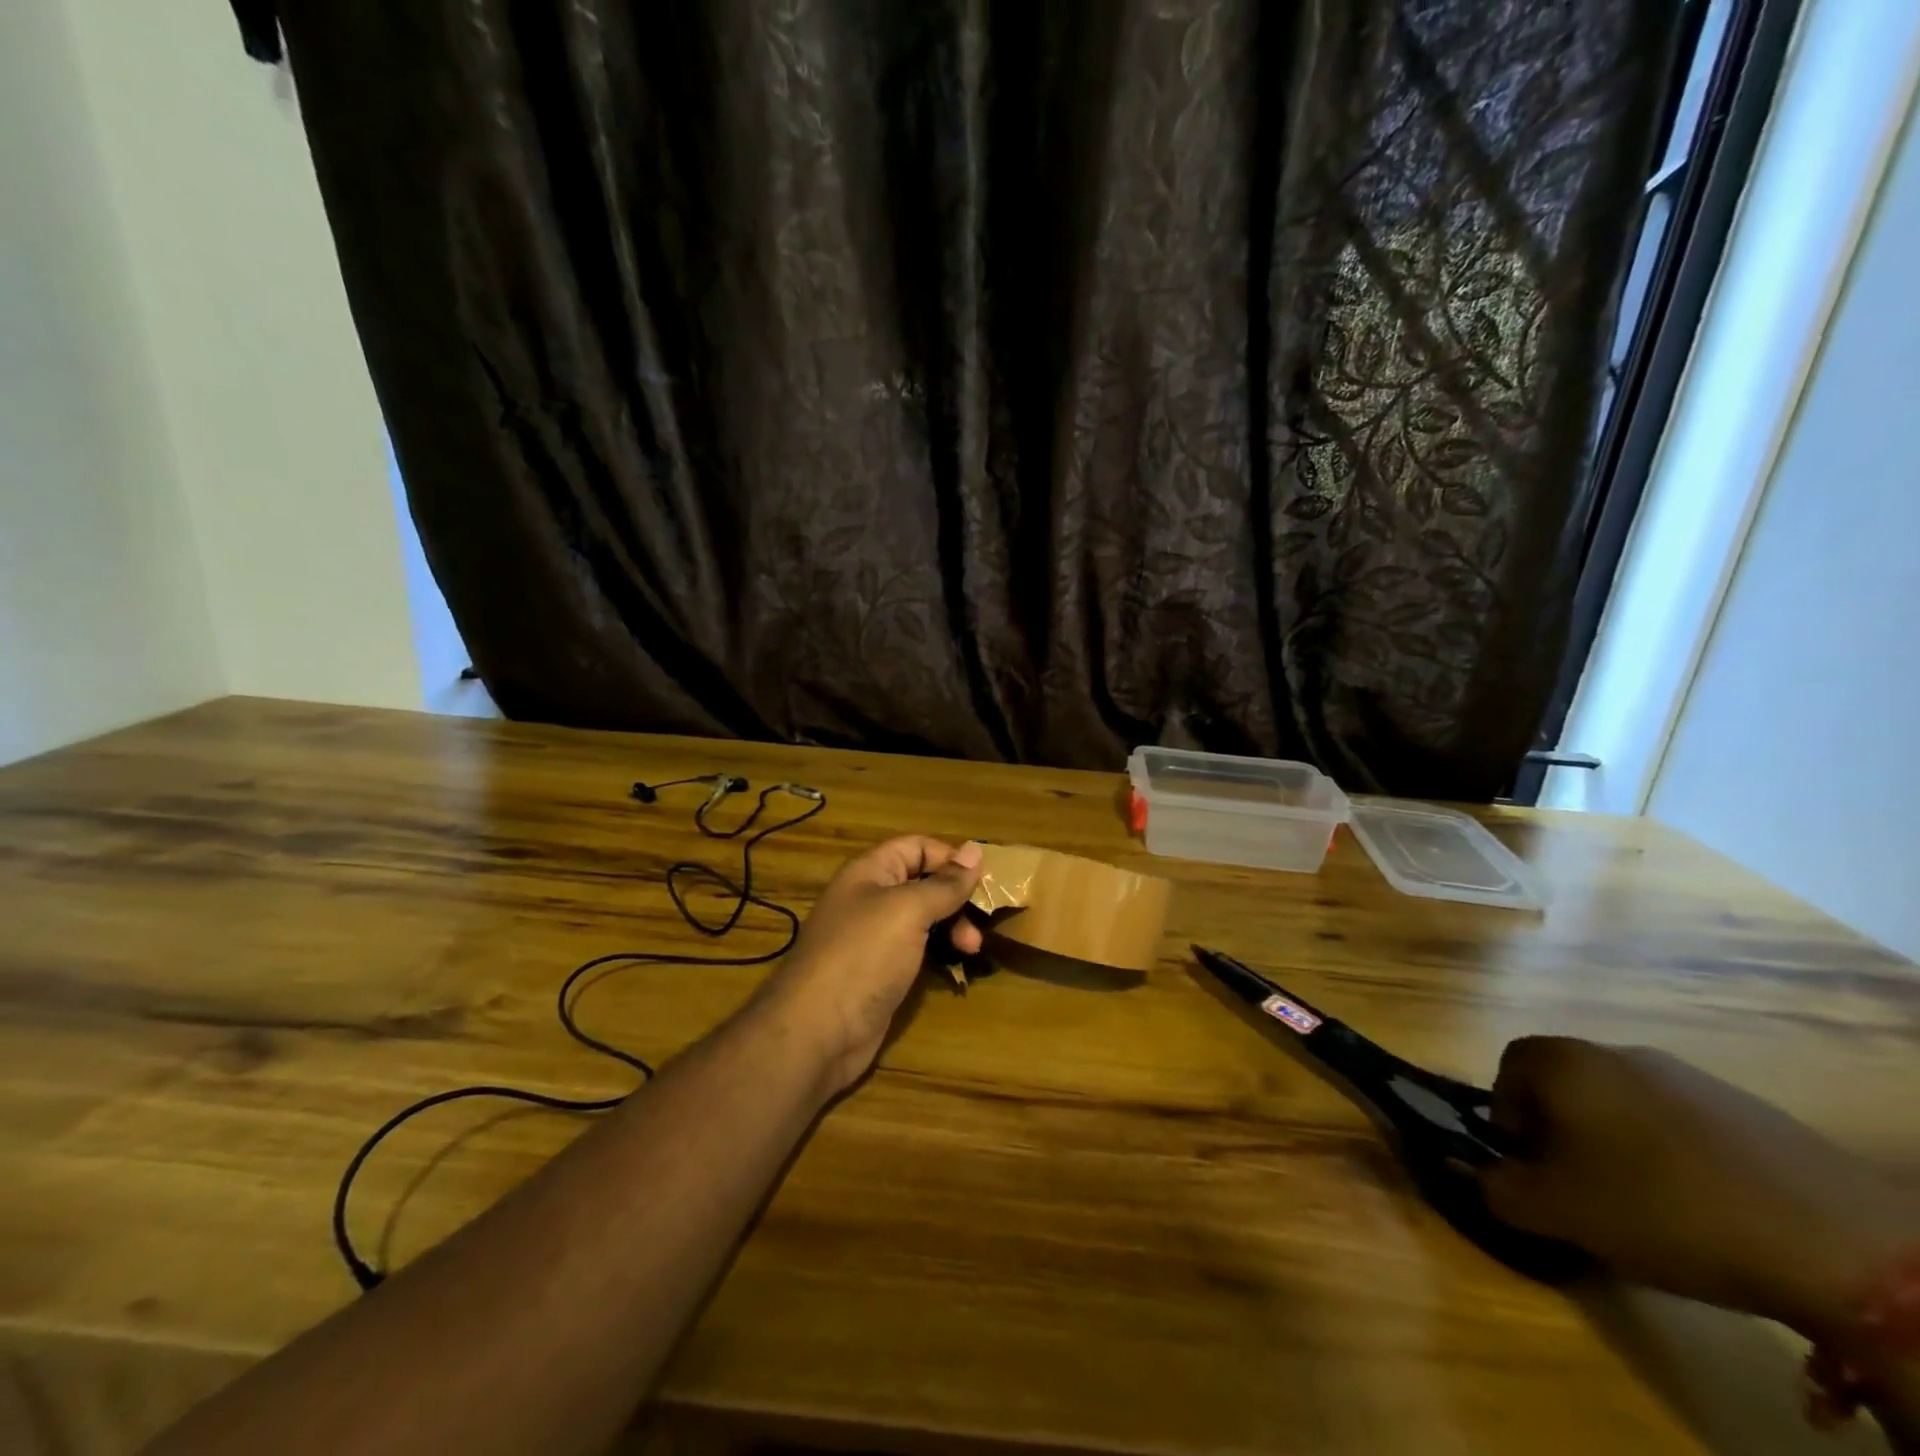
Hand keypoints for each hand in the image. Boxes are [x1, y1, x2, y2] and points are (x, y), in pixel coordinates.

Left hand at [754, 837, 983, 1098]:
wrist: (818, 1031)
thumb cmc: (863, 956)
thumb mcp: (908, 910)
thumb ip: (944, 883)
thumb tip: (974, 850)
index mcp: (870, 872)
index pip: (915, 847)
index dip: (948, 857)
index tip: (981, 880)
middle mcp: (870, 899)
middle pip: (922, 883)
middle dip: (955, 898)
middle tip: (979, 924)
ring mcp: (874, 938)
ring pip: (922, 919)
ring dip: (951, 927)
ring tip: (971, 950)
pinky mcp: (880, 972)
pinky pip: (916, 950)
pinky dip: (938, 952)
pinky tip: (955, 966)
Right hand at [1481, 1037, 1913, 1339]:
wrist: (1833, 1239)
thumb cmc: (1661, 1208)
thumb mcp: (1559, 1211)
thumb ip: (1497, 1187)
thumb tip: (1469, 1172)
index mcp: (1564, 1062)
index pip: (1508, 1067)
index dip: (1507, 1115)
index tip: (1529, 1164)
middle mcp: (1616, 1051)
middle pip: (1566, 1081)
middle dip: (1561, 1129)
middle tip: (1580, 1186)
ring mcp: (1687, 1075)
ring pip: (1623, 1101)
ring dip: (1618, 1140)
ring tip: (1643, 1201)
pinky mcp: (1747, 1107)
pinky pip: (1681, 1120)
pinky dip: (1674, 1152)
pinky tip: (1703, 1204)